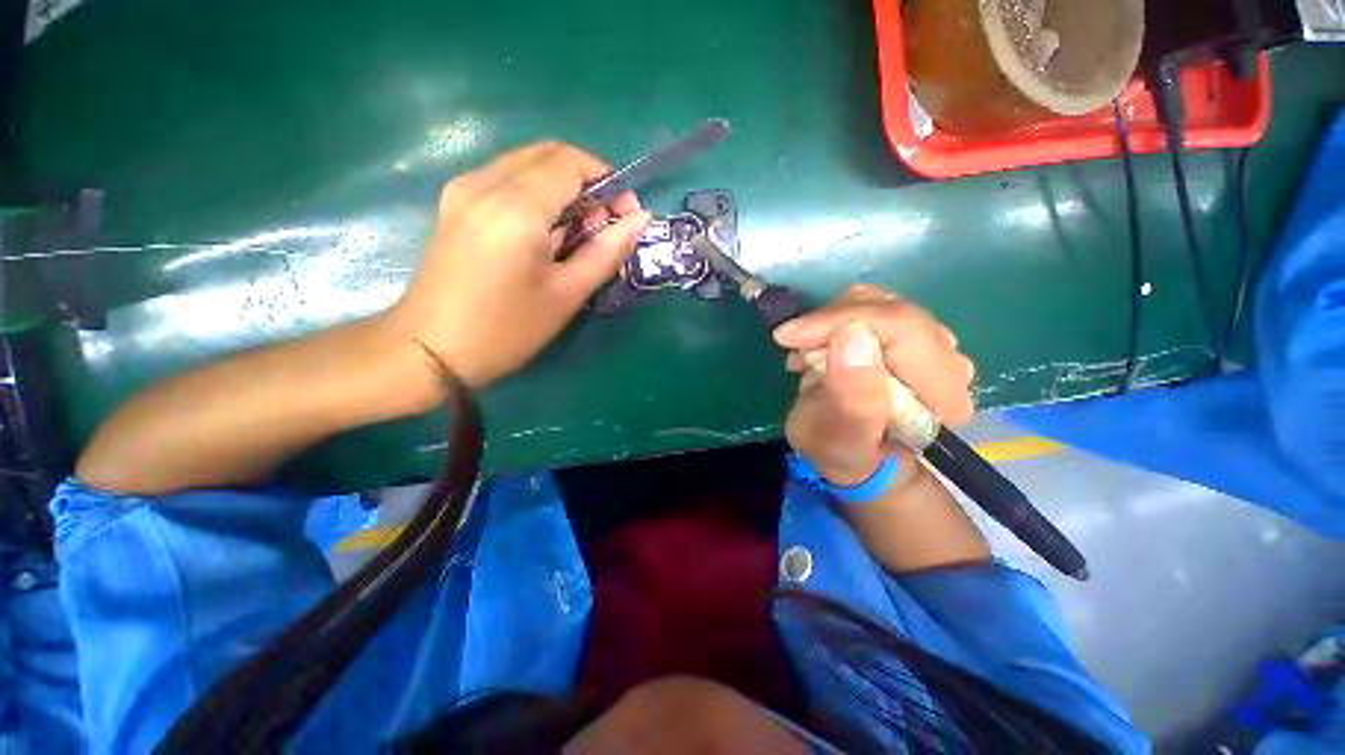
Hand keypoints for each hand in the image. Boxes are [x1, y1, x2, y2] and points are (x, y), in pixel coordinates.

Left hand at [389, 141, 650, 388]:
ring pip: (527, 164)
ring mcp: (464, 188)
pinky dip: (538, 194)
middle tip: (605, 225)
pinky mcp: (455, 202)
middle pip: (549, 155)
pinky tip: (546, 232)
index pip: (571, 163)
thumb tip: (642, 219)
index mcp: (516, 207)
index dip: (608, 181)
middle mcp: (485, 182)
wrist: (429, 349)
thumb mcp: (566, 294)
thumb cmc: (506, 329)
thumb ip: (607, 251)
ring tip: (578, 233)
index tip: (627, 214)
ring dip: (563, 188)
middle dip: (588, 182)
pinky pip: (507, 179)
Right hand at [775, 284, 974, 486]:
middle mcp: (949, 364)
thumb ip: (851, 398)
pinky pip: (874, 307)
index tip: (789, 337)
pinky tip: (820, 346)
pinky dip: (838, 319)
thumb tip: (851, 335)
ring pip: (881, 303)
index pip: (901, 329)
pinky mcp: (912, 336)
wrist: (857, 457)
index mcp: (941, 396)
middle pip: (892, 311)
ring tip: (806, 353)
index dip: (839, 322)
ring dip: (832, 321)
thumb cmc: (843, 454)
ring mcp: (934, 346)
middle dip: (831, 321)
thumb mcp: (838, 439)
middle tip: (793, 345)